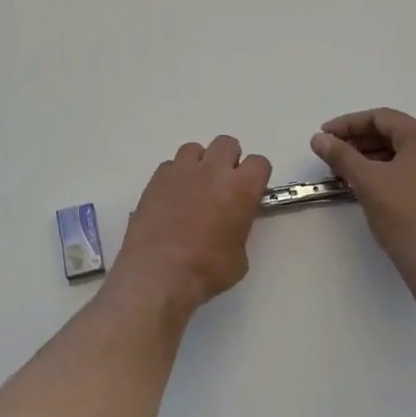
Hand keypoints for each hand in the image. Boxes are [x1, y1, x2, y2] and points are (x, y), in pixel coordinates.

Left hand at [115, 136, 272, 309]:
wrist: (158, 272)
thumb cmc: (206, 270)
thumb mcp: (239, 257)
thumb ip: (240, 228)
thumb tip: (231, 224)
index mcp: (240, 188)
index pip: (259, 162)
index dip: (256, 176)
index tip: (250, 191)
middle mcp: (212, 170)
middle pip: (227, 144)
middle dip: (228, 160)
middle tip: (222, 186)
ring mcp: (181, 170)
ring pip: (195, 149)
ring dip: (199, 164)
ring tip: (194, 188)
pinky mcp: (156, 178)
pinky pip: (170, 165)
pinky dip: (174, 176)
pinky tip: (171, 198)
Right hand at [312, 108, 415, 279]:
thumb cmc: (403, 212)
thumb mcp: (366, 180)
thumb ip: (341, 155)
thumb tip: (319, 139)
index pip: (382, 118)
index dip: (348, 124)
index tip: (325, 135)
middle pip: (392, 134)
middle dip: (358, 142)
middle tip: (331, 153)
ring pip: (400, 155)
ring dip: (369, 158)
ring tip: (343, 172)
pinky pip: (409, 172)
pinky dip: (385, 173)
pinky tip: (365, 186)